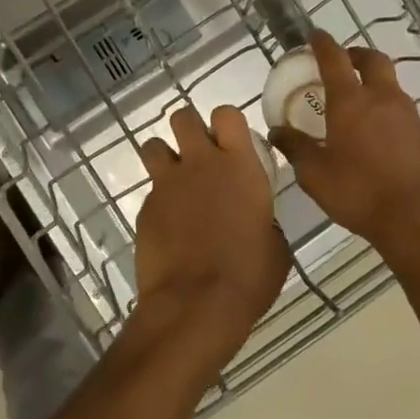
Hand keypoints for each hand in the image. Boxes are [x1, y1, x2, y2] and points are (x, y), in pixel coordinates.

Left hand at [131, 105, 289, 372]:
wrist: (196, 304)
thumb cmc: (248, 276)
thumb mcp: (274, 246)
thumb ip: (263, 218)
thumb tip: (256, 220)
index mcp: (239, 166)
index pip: (227, 114)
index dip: (226, 123)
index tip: (230, 142)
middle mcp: (200, 163)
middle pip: (183, 117)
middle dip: (189, 129)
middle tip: (199, 154)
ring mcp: (167, 184)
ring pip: (153, 145)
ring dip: (164, 156)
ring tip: (176, 182)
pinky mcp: (145, 207)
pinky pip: (150, 191)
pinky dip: (159, 202)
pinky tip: (169, 227)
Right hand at [269, 31, 419, 257]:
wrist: (418, 221)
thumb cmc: (358, 192)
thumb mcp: (314, 174)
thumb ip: (295, 147)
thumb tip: (277, 131)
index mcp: (351, 102)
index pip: (335, 59)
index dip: (323, 44)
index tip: (315, 35)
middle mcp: (382, 99)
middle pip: (373, 60)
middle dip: (356, 54)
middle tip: (343, 60)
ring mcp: (408, 116)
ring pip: (391, 84)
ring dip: (373, 81)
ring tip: (357, 99)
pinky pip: (402, 109)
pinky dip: (386, 107)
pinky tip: (376, 130)